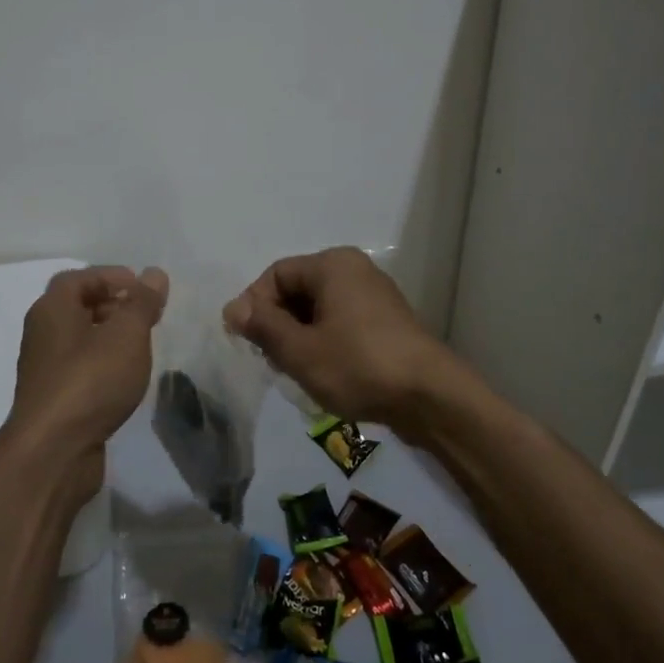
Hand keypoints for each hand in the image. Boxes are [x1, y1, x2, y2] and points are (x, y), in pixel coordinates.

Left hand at [2, 266, 168, 498]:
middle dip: (113, 304)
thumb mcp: (126, 335)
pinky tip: (124, 378)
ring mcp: (45, 369)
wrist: (53, 451)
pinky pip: (79, 368)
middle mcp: (42, 334)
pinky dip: (102, 363)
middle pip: (77, 306)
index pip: (78, 278)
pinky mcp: (53, 399)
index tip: (142, 287)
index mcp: (52, 309)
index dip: (111, 276)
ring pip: (79, 339)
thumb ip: (142, 303)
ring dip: (109, 336)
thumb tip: (154, 273)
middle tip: (147, 315)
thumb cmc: (90, 381)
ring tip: (142, 345)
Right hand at [222, 247, 456, 435]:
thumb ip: (263, 326)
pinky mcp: (386, 322)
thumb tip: (233, 308)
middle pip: (297, 290)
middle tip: (272, 361)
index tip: (248, 343)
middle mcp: (354, 270)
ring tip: (297, 371)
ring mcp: (374, 296)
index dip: (255, 306)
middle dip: (277, 324)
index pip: (275, 275)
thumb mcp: (300, 350)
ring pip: (318, 310)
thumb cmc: (358, 366)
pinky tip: (324, 374)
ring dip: (299, 338)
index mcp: (332, 265)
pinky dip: (324, 343)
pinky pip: (341, 323)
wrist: (430, 397)